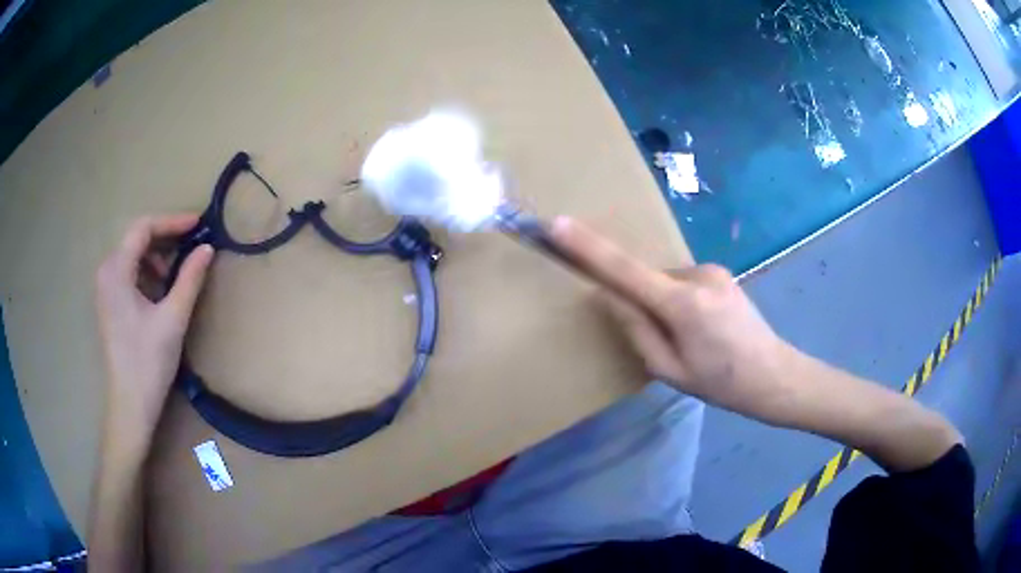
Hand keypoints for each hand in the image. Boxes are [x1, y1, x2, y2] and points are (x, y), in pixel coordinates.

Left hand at [94, 214, 214, 445]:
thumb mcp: (173, 318)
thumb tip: (208, 249)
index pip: (143, 228)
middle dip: (165, 239)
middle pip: (136, 239)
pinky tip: (161, 292)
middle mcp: (106, 272)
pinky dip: (147, 273)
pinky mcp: (109, 303)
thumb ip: (190, 279)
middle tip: (191, 246)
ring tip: (177, 276)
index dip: (172, 221)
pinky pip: (129, 273)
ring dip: (157, 257)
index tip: (198, 224)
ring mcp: (105, 288)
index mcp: (116, 271)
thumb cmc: (149, 362)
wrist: (131, 405)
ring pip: (132, 256)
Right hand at [550, 217, 797, 418]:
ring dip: (665, 304)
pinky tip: (704, 327)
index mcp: (682, 304)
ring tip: (693, 339)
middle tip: (669, 342)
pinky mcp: (721, 272)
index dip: (589, 248)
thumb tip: (609, 297)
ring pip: (666, 282)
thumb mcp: (670, 370)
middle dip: (644, 303)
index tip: (559, 225)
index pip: (625, 270)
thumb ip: (636, 330)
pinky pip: (683, 281)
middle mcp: (697, 275)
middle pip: (647, 280)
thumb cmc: (721, 383)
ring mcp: (713, 270)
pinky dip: (680, 300)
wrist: (774, 375)